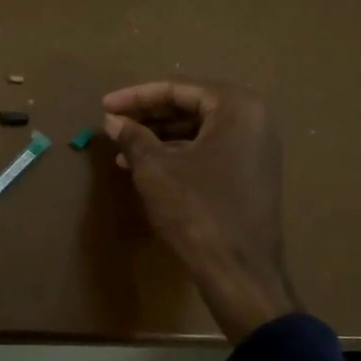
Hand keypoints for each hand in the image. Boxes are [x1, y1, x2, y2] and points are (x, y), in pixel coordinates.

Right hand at [102, 79, 298, 341]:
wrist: (239, 271)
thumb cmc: (197, 211)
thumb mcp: (156, 169)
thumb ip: (133, 137)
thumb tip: (113, 121)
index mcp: (237, 107)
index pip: (178, 88)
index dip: (136, 96)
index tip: (104, 106)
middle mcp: (254, 120)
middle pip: (191, 106)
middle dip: (148, 116)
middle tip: (113, 124)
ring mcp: (256, 149)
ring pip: (198, 130)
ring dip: (159, 137)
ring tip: (122, 149)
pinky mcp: (251, 174)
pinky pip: (209, 151)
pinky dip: (177, 154)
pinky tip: (145, 168)